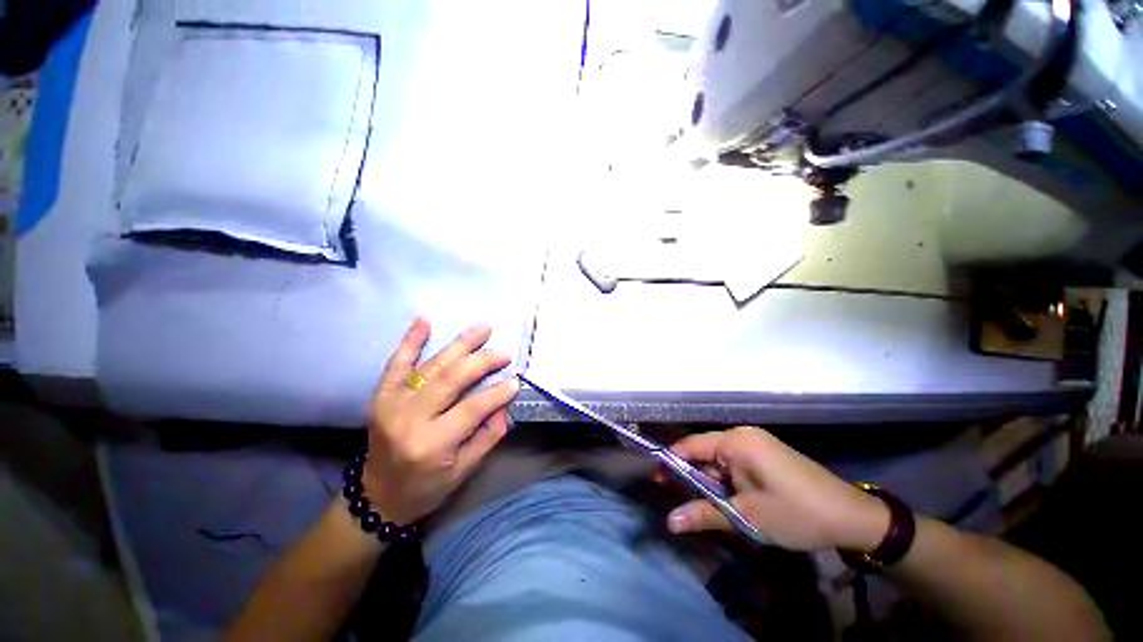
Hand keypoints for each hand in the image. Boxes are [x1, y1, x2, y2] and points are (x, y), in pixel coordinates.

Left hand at [362, 319, 518, 524]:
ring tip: (482, 328)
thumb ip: (488, 436)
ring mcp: (391, 403)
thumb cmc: (425, 487)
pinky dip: (411, 340)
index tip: (515, 381)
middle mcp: (409, 419)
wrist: (377, 496)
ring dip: (459, 344)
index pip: (472, 409)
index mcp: (431, 443)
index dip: (497, 393)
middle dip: (482, 361)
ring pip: (431, 366)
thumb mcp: (463, 470)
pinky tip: (425, 321)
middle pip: (451, 379)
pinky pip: (397, 363)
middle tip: (503, 353)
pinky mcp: (381, 395)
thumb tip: (505, 403)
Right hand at [665, 427, 889, 552]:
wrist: (852, 518)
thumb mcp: (747, 517)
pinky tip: (727, 501)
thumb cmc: (796, 513)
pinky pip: (734, 465)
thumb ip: (705, 514)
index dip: (671, 463)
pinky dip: (726, 482)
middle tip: (678, 502)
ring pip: (719, 461)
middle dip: (691, 477)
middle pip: (704, 453)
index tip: (657, 482)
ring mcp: (756, 444)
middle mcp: (743, 436)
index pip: (690, 445)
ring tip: (704, 507)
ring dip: (710, 483)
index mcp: (736, 441)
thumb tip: (669, 522)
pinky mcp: (765, 456)